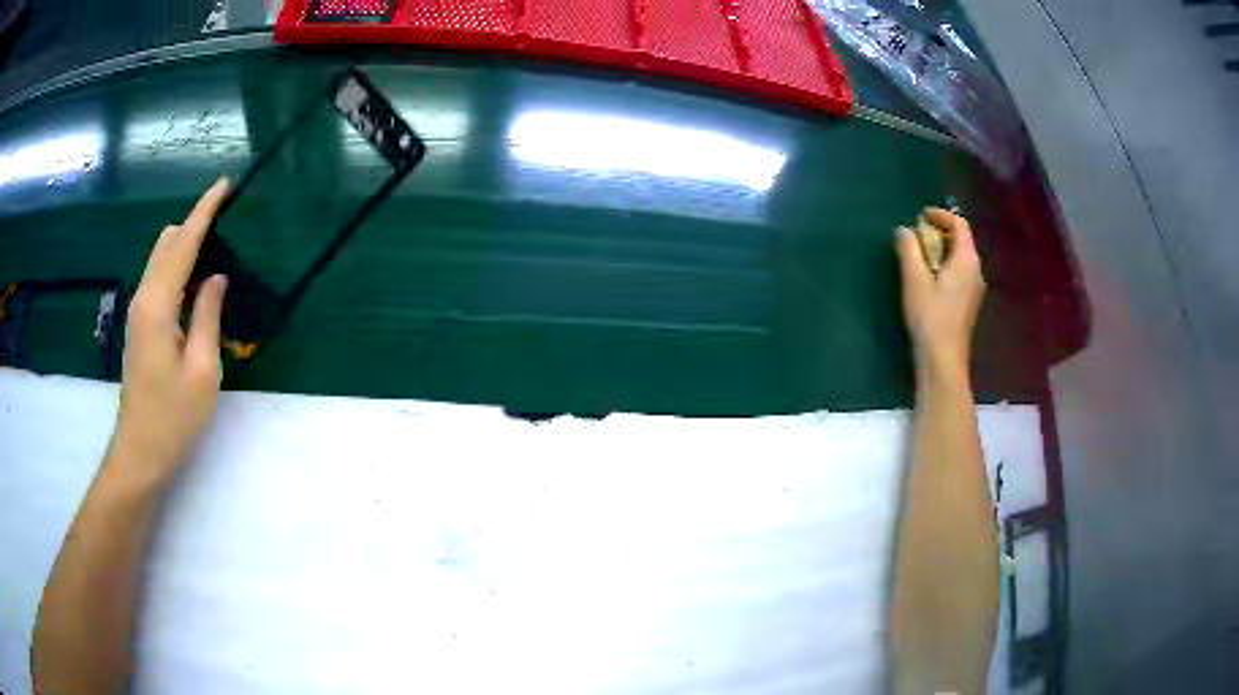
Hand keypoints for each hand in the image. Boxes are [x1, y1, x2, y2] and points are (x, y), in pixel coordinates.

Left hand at [108, 178, 229, 483]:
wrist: (140, 454)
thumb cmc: (173, 418)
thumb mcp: (202, 370)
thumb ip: (208, 316)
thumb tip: (216, 277)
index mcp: (158, 304)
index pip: (183, 243)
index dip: (204, 211)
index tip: (224, 184)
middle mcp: (144, 298)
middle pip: (167, 243)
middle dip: (194, 223)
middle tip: (226, 219)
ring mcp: (139, 313)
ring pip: (161, 260)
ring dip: (185, 244)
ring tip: (214, 244)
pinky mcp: (140, 327)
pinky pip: (159, 279)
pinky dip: (177, 266)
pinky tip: (194, 279)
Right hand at [895, 207, 985, 382]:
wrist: (943, 360)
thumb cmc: (930, 317)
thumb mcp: (914, 279)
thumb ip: (908, 249)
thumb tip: (904, 230)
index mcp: (967, 260)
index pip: (959, 224)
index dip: (940, 215)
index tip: (919, 217)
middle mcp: (976, 270)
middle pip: (961, 240)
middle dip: (938, 233)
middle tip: (914, 237)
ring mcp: (974, 289)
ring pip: (959, 258)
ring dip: (939, 251)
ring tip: (917, 257)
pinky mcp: (968, 304)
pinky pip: (958, 274)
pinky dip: (943, 267)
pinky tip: (927, 279)